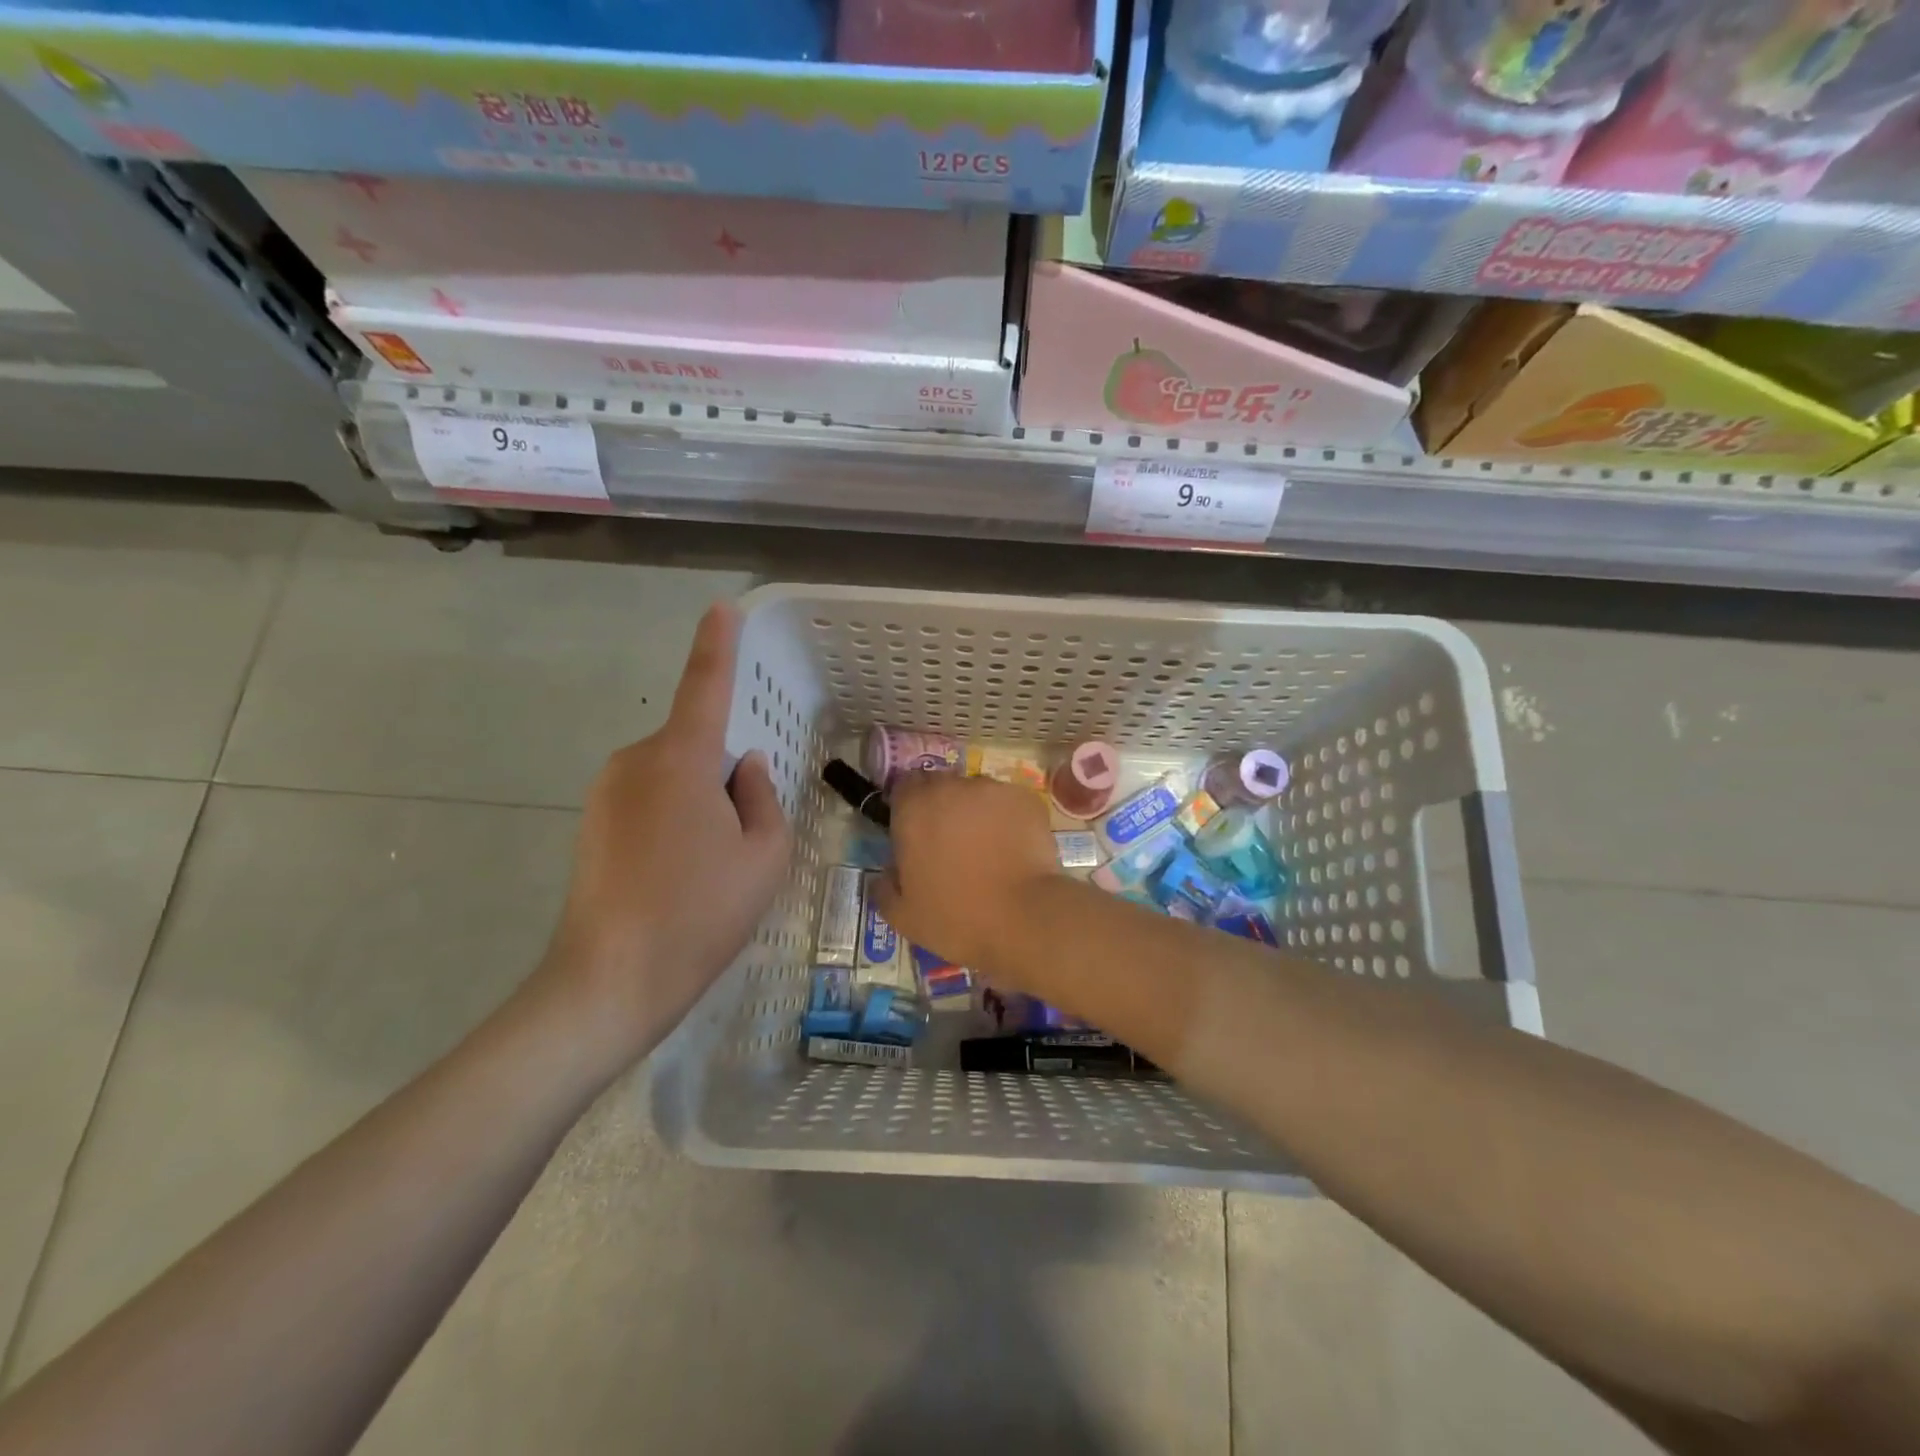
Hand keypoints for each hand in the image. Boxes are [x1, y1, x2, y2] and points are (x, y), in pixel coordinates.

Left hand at [537, 602, 790, 1062]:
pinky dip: (673, 819)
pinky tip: (676, 874)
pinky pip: (648, 799)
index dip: (716, 645)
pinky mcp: (591, 822)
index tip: (721, 608)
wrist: (611, 981)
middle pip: (695, 745)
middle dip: (724, 774)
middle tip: (741, 840)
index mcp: (681, 760)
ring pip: (672, 775)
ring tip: (707, 867)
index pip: (704, 687)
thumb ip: (763, 797)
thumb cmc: (702, 913)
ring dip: (699, 801)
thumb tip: (745, 768)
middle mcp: (636, 762)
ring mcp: (606, 792)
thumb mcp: (764, 856)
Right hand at [871, 771, 1060, 981]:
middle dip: (942, 809)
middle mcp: (951, 787)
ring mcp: (992, 790)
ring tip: (987, 848)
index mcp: (914, 808)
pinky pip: (1008, 803)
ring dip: (975, 812)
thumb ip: (885, 888)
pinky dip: (1007, 819)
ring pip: (976, 793)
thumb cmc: (956, 918)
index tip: (914, 834)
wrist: (1024, 919)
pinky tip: (1013, 848)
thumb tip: (886, 875)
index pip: (903, 787)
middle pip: (940, 786)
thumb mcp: (903, 916)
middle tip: (950, 845)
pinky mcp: (1027, 799)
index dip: (907, 808)